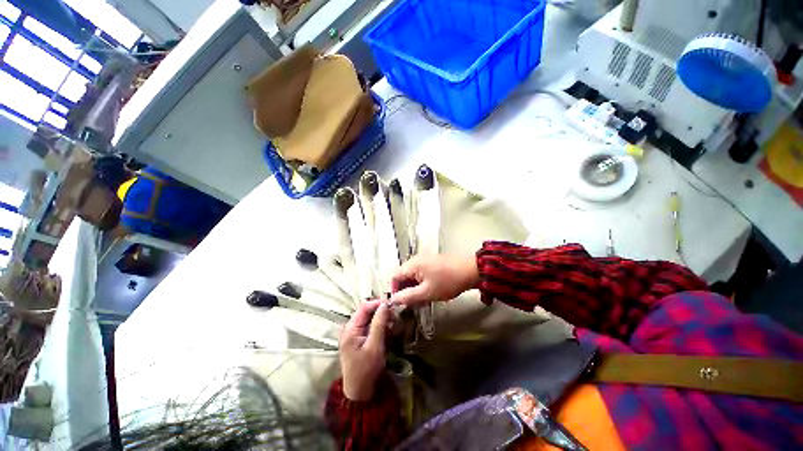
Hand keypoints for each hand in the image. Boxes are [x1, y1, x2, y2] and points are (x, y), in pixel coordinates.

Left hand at [339, 300, 388, 400]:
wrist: (359, 392)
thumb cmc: (366, 370)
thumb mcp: (374, 346)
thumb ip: (379, 324)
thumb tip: (385, 304)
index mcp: (351, 328)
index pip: (364, 307)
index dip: (378, 303)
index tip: (392, 305)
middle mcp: (350, 328)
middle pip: (367, 312)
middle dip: (381, 311)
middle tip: (395, 315)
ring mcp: (354, 333)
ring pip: (369, 318)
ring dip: (381, 319)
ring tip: (394, 323)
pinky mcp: (359, 339)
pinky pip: (370, 327)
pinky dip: (379, 326)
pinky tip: (388, 331)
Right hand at [390, 254, 478, 306]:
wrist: (470, 271)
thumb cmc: (448, 282)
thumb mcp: (427, 292)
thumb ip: (408, 297)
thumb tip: (393, 300)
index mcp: (412, 264)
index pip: (394, 276)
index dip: (394, 290)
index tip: (400, 302)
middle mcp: (416, 260)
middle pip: (403, 275)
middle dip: (405, 290)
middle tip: (413, 304)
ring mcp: (425, 260)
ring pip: (412, 276)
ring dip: (414, 288)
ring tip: (422, 300)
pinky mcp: (432, 263)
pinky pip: (420, 274)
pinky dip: (421, 283)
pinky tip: (429, 292)